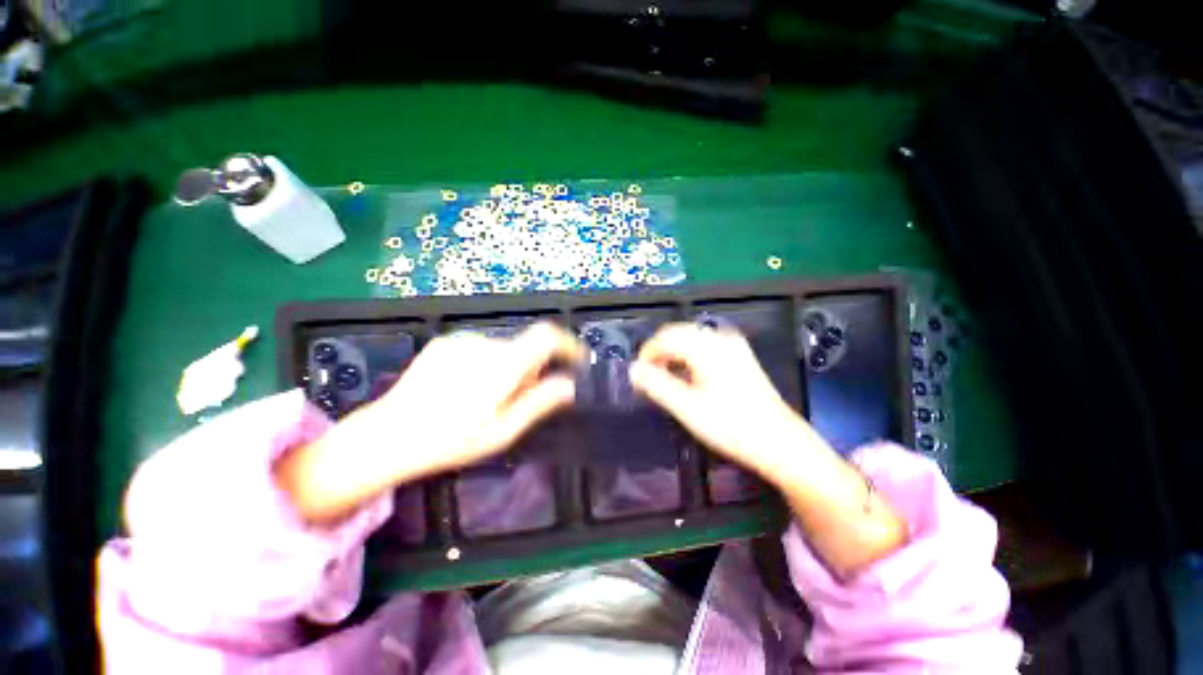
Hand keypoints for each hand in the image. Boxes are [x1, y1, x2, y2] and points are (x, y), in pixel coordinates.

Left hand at [276, 322, 583, 523]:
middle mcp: (484, 344)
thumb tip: (570, 385)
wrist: (386, 435)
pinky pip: (482, 348)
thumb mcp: (503, 431)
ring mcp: (461, 340)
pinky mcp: (445, 342)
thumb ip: (540, 402)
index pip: (546, 336)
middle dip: (533, 368)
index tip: (577, 360)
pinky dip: (489, 363)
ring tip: (489, 399)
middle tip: (521, 399)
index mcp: (501, 366)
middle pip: (525, 346)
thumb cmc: (450, 441)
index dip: (567, 343)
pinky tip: (467, 389)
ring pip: (504, 348)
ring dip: (510, 367)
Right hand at [630, 323, 818, 476]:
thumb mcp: (687, 408)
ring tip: (664, 377)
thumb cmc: (731, 426)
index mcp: (706, 347)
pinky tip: (687, 375)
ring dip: (672, 353)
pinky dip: (688, 355)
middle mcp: (720, 338)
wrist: (780, 442)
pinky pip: (704, 345)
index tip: (637, 376)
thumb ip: (657, 385)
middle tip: (648, 377)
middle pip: (678, 333)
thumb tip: (633, 370)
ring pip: (691, 338)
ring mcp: (732, 345)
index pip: (665, 338)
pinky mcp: (739, 355)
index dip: (646, 354)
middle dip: (658, 351)